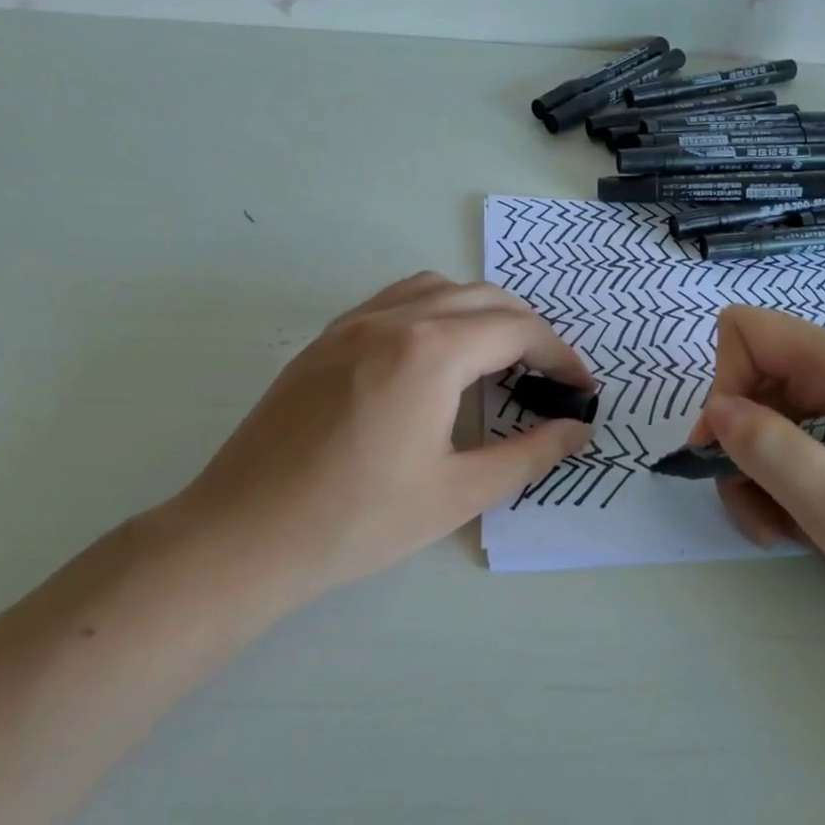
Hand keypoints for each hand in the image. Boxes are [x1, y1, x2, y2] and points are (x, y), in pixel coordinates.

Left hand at [163, 272, 592, 604]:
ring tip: (497, 359)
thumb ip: (528, 454)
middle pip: (483, 298)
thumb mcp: (458, 493)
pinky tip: (435, 359)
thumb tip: (577, 431)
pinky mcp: (325, 341)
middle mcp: (394, 319)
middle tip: (548, 377)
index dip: (561, 356)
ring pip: (437, 288)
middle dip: (528, 330)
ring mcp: (351, 324)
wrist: (243, 536)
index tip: (581, 390)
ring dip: (480, 312)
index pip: (518, 330)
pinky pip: (395, 301)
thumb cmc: (358, 520)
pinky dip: (435, 312)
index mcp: (431, 351)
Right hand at [690, 305, 824, 631]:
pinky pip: (786, 447)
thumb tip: (717, 410)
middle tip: (754, 505)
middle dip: (736, 446)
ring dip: (754, 477)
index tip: (730, 449)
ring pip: (760, 421)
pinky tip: (799, 525)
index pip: (746, 331)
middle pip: (748, 382)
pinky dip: (776, 486)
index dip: (725, 384)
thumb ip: (771, 450)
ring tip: (780, 528)